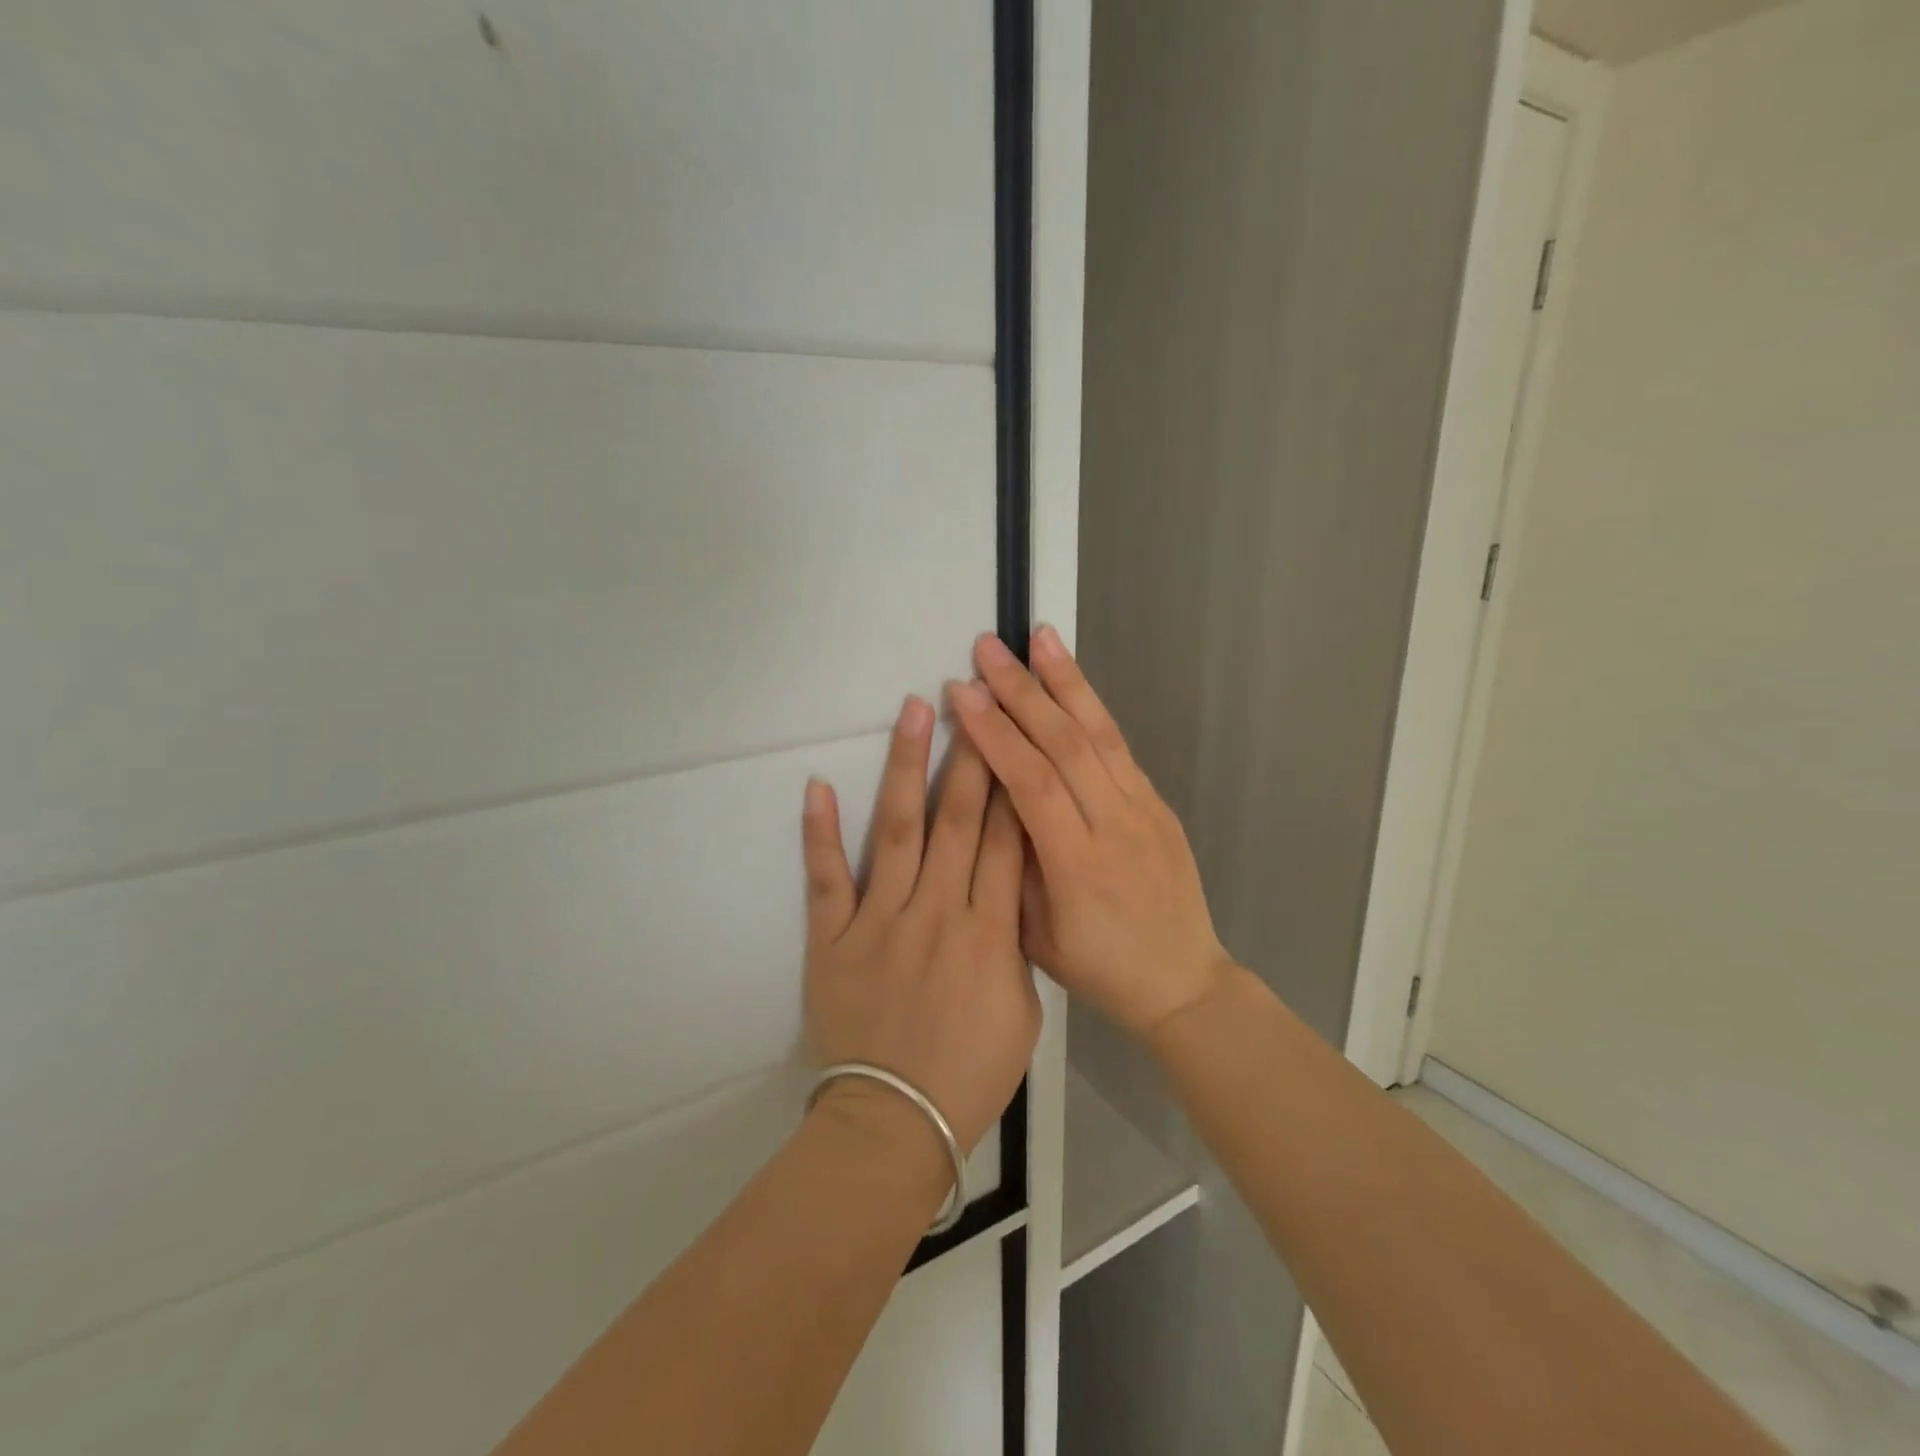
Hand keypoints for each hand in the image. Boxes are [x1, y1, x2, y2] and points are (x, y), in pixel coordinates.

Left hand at [802, 694, 1040, 1155]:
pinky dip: (820, 832)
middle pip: (959, 820)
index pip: (1008, 841)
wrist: (895, 1123)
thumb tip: (1007, 892)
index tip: (1014, 736)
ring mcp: (880, 920)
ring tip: (914, 712)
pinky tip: (819, 784)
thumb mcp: (1022, 1011)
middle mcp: (937, 912)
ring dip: (906, 767)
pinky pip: (827, 877)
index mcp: (990, 933)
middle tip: (973, 699)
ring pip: (898, 830)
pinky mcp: (832, 937)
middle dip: (970, 754)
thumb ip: (1016, 944)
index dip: (1014, 784)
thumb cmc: (971, 1074)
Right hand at [948, 627, 1232, 1038]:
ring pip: (1100, 733)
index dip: (996, 734)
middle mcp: (1116, 825)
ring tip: (1040, 637)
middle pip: (1066, 745)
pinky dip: (1094, 709)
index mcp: (1078, 865)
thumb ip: (1014, 865)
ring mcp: (1144, 810)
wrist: (1183, 982)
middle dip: (1023, 690)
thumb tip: (994, 801)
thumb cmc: (1099, 969)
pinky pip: (1120, 748)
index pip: (1032, 783)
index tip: (962, 693)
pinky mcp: (1159, 804)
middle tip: (989, 648)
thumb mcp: (1037, 936)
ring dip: (1067, 681)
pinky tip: (1073, 684)